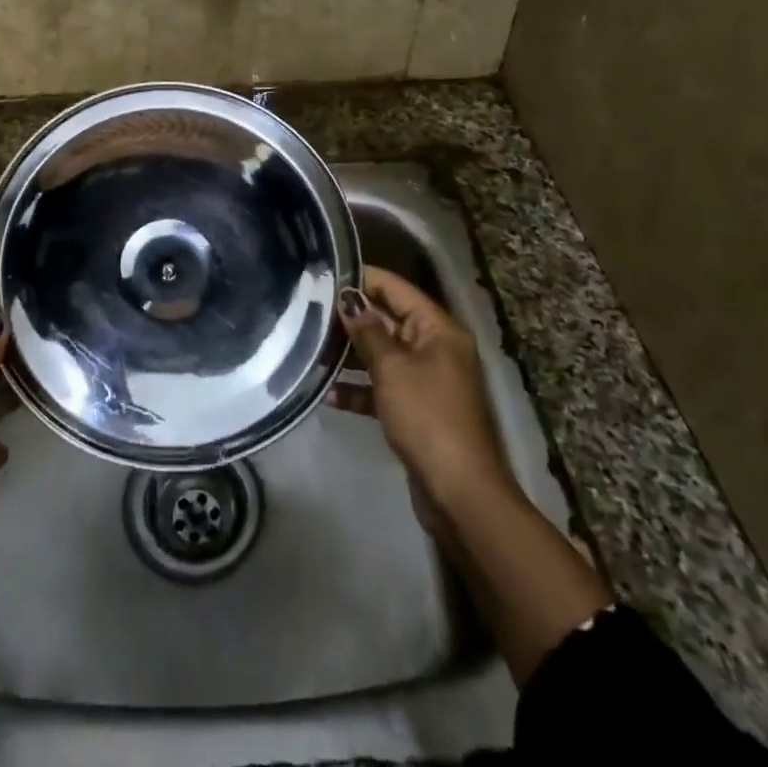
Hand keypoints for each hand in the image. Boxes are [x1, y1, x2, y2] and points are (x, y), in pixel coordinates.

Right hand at [330, 266, 517, 526]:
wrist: (460, 493)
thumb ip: (368, 330)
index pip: (395, 288)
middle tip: (307, 309)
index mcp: (437, 328)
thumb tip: (349, 297)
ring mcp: (427, 379)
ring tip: (309, 347)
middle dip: (351, 316)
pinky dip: (359, 388)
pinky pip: (383, 387)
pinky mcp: (417, 409)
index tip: (323, 273)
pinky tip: (327, 394)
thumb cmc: (427, 417)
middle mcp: (435, 347)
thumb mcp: (392, 368)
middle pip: (388, 319)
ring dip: (350, 353)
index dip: (362, 278)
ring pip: (382, 354)